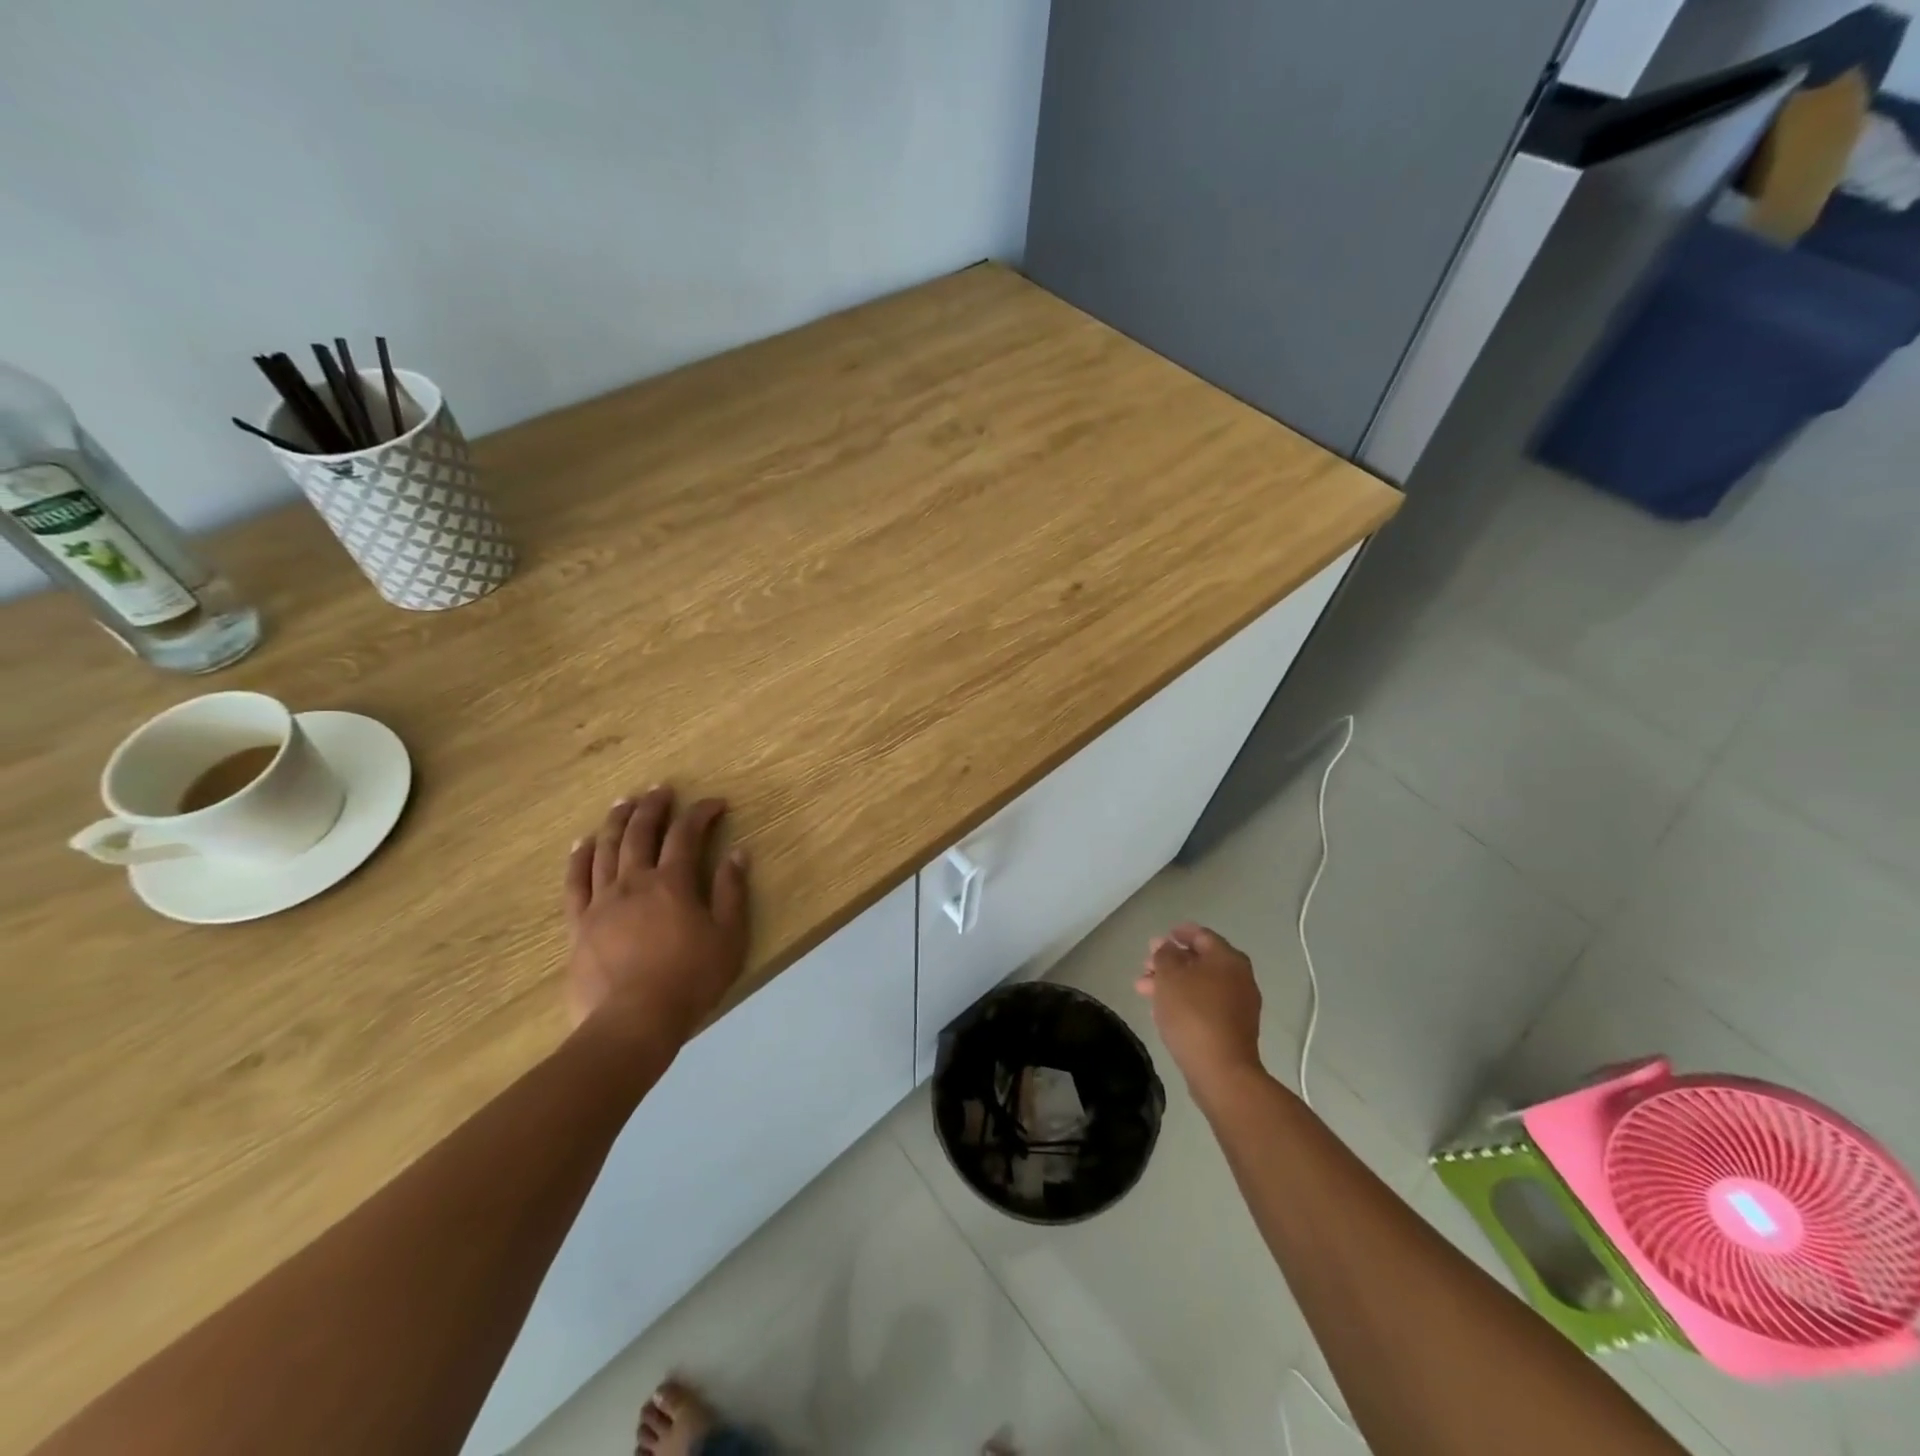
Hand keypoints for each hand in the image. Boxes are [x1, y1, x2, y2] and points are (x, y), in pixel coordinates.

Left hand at [563, 787, 750, 1048]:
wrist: (632, 1023)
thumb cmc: (689, 980)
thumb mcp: (728, 938)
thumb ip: (731, 892)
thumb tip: (737, 853)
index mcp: (672, 883)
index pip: (686, 834)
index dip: (701, 813)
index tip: (715, 803)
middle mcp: (634, 882)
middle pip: (640, 833)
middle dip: (653, 807)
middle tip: (661, 789)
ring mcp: (601, 902)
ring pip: (605, 849)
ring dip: (616, 821)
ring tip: (623, 802)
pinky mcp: (579, 925)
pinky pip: (575, 882)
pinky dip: (578, 858)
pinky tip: (581, 844)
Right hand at [1135, 922, 1264, 1093]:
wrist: (1221, 1070)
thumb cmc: (1192, 1014)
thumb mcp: (1170, 976)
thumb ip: (1165, 955)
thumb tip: (1166, 946)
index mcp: (1227, 958)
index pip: (1202, 935)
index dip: (1178, 934)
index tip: (1158, 939)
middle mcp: (1239, 977)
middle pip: (1200, 961)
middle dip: (1170, 962)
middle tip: (1145, 966)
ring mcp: (1239, 1005)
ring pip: (1200, 985)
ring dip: (1173, 984)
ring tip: (1143, 990)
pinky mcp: (1234, 1029)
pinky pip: (1206, 1005)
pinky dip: (1185, 1002)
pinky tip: (1162, 1010)